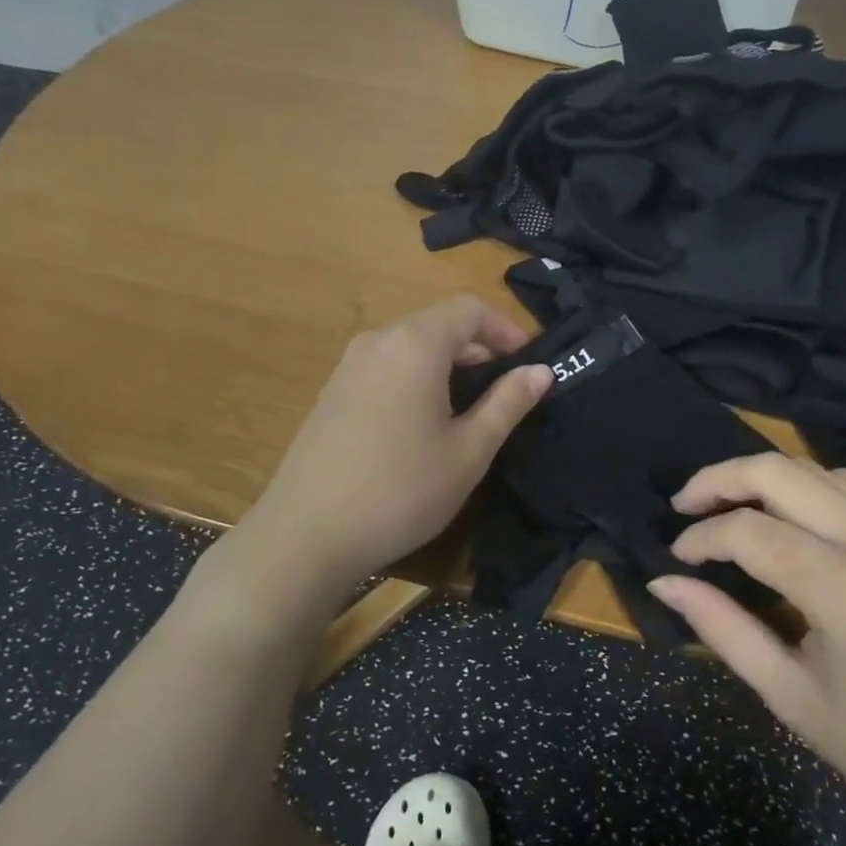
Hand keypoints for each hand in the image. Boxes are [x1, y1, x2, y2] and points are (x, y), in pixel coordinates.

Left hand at [243, 295, 551, 586]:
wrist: (305, 536)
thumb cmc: (401, 490)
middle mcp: (378, 341)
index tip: (528, 366)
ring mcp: (348, 366)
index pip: (470, 309)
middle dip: (479, 349)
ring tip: (469, 411)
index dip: (506, 330)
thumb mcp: (469, 451)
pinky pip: (386, 368)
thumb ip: (508, 403)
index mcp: (414, 344)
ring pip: (411, 346)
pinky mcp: (332, 393)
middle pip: (439, 324)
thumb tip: (541, 371)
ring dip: (448, 366)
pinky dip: (416, 379)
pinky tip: (422, 426)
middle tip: (506, 392)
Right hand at [649, 454, 845, 845]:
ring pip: (817, 470)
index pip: (749, 532)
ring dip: (764, 477)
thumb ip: (724, 630)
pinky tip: (791, 518)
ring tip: (728, 507)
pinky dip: (808, 488)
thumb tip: (665, 583)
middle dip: (720, 479)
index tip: (676, 560)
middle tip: (684, 506)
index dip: (700, 538)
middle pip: (780, 472)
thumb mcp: (794, 699)